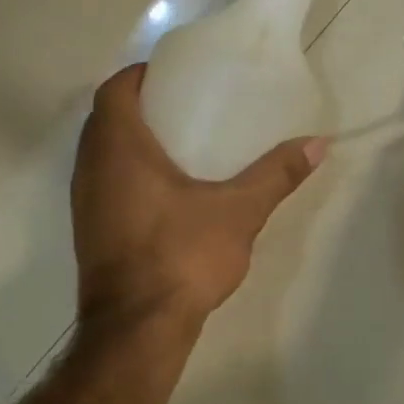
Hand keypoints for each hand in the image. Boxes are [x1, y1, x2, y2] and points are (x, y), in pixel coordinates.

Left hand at [71, 65, 326, 329]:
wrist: (138, 328)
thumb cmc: (182, 256)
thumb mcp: (239, 211)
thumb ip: (276, 174)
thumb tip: (319, 143)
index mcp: (119, 149)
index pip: (114, 90)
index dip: (139, 75)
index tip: (173, 74)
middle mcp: (91, 169)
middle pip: (103, 119)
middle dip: (138, 105)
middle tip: (183, 104)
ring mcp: (84, 202)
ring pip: (99, 153)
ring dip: (127, 140)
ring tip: (176, 141)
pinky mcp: (87, 231)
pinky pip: (101, 182)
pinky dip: (124, 171)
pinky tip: (162, 189)